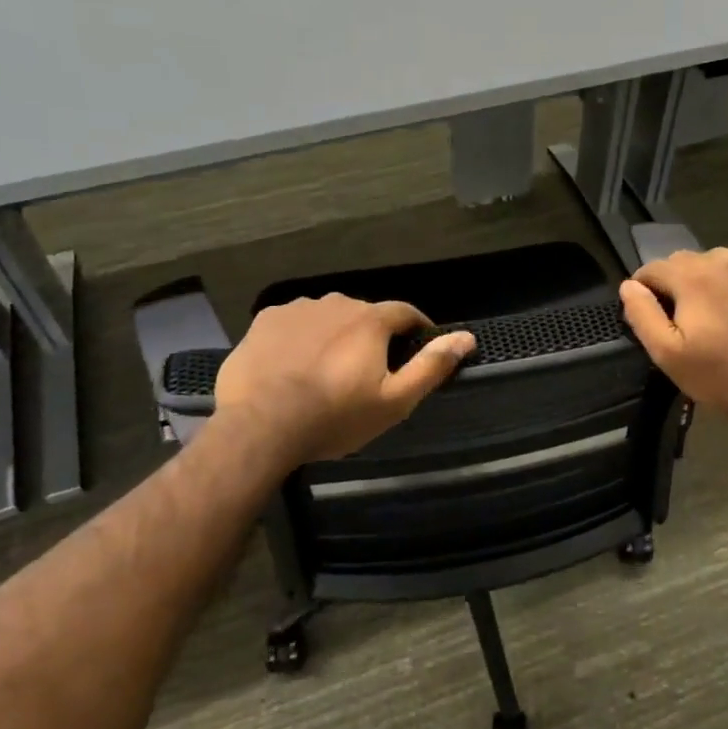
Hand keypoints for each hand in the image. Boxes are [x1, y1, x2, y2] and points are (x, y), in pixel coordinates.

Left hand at [215, 294, 475, 464]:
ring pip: (327, 317)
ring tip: (328, 369)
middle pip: (364, 314)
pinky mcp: (264, 321)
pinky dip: (301, 338)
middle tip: (369, 370)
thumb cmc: (335, 415)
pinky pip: (294, 324)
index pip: (405, 312)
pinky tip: (294, 365)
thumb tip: (467, 338)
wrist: (260, 425)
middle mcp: (335, 303)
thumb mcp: (394, 400)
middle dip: (373, 335)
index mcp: (370, 320)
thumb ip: (431, 366)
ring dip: (335, 335)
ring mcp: (296, 309)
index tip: (419, 345)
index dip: (417, 327)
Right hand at [618, 247, 727, 431]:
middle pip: (683, 260)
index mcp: (691, 277)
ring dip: (707, 276)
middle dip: (675, 283)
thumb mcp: (667, 354)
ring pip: (716, 258)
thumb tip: (629, 286)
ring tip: (713, 307)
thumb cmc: (719, 375)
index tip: (651, 313)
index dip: (644, 289)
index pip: (652, 268)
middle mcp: (722, 260)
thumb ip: (643, 314)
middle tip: (683, 317)